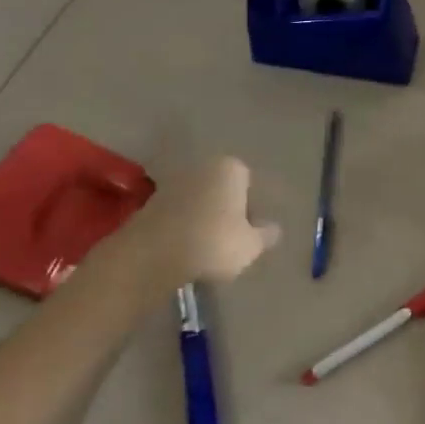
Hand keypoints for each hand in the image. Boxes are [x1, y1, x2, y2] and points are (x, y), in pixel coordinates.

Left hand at [117, 157, 279, 293]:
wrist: (151, 256)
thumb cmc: (213, 243)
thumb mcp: (250, 246)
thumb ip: (265, 236)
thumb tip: (274, 229)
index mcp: (231, 168)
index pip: (249, 184)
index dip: (252, 210)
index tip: (249, 233)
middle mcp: (202, 167)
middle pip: (222, 189)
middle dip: (227, 211)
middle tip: (230, 241)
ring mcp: (173, 183)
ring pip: (199, 202)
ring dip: (204, 220)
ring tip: (207, 251)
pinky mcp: (150, 204)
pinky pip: (178, 215)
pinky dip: (183, 229)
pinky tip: (185, 252)